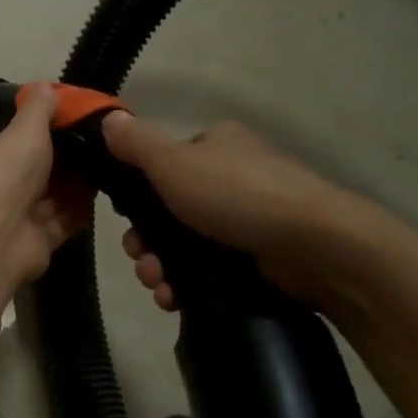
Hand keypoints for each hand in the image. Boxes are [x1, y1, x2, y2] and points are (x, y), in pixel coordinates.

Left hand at [0, 84, 91, 291]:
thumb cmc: (4, 175)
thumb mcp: (24, 130)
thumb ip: (38, 109)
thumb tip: (47, 87)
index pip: (18, 139)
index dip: (47, 130)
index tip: (80, 120)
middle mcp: (1, 186)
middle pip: (41, 169)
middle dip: (70, 158)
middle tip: (107, 142)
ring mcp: (19, 216)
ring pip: (55, 196)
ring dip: (80, 184)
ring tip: (115, 164)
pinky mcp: (39, 241)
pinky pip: (66, 220)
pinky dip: (82, 210)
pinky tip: (108, 194)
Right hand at [100, 113, 383, 308]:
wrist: (312, 246)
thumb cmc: (236, 195)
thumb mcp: (173, 163)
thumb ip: (136, 143)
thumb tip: (106, 118)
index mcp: (215, 147)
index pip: (162, 167)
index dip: (136, 198)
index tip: (124, 223)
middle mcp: (231, 178)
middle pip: (166, 213)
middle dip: (145, 243)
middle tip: (142, 261)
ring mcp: (245, 220)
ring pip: (182, 246)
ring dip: (159, 268)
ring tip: (159, 286)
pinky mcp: (255, 257)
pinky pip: (205, 271)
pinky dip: (184, 286)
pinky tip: (175, 298)